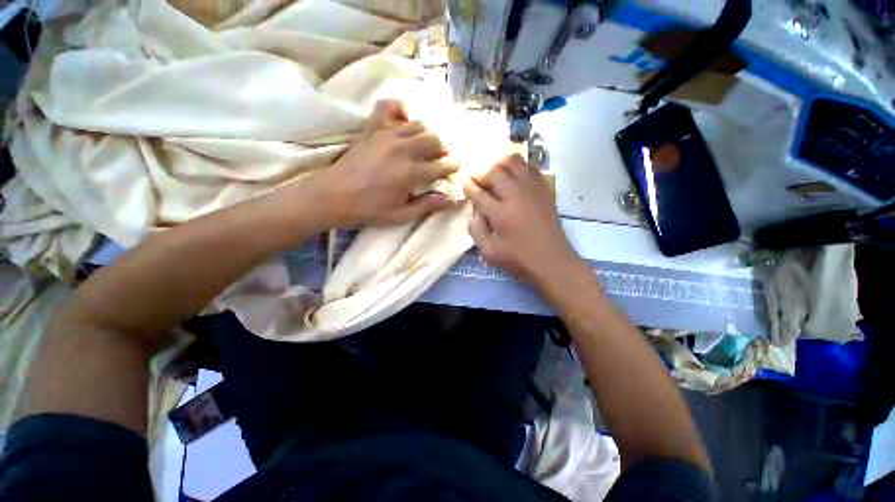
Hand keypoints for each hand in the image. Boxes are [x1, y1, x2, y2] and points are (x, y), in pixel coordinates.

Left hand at [315, 100, 458, 227]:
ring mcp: (386, 135)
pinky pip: (387, 107)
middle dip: (442, 149)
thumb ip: (428, 206)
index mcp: (410, 173)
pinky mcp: (371, 129)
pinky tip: (403, 119)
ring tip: (424, 145)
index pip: (441, 166)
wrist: (333, 196)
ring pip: (418, 125)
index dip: (452, 167)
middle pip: (433, 140)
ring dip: (426, 134)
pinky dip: (399, 109)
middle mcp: (402, 150)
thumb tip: (452, 200)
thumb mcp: (401, 215)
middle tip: (440, 158)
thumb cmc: (369, 209)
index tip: (455, 167)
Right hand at [463, 155, 584, 287]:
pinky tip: (513, 176)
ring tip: (494, 173)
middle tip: (476, 179)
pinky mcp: (544, 190)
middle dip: (481, 173)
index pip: (479, 192)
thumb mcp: (489, 252)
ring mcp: (532, 190)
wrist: (552, 261)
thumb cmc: (518, 259)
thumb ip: (476, 230)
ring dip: (499, 165)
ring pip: (514, 163)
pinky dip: (518, 167)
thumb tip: (474, 211)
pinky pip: (530, 168)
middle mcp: (516, 196)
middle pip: (494, 173)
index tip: (463, 182)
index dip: (469, 186)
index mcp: (500, 213)